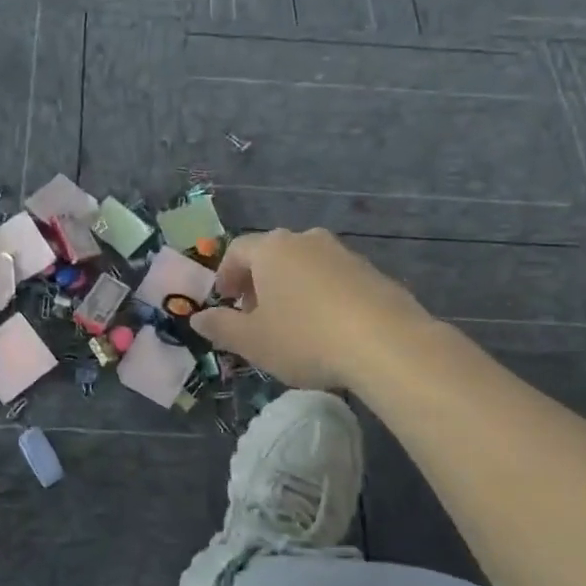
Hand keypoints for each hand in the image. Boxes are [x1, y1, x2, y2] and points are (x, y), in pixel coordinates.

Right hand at [193, 229, 436, 391]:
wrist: (387, 344)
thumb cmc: (305, 338)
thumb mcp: (252, 341)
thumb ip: (221, 327)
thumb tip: (198, 318)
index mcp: (271, 249)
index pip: (237, 251)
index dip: (225, 275)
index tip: (225, 301)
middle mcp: (306, 240)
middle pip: (272, 255)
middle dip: (258, 283)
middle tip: (254, 315)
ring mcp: (343, 253)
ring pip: (305, 266)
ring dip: (291, 289)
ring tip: (292, 324)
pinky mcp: (373, 273)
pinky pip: (335, 279)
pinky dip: (322, 296)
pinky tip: (328, 329)